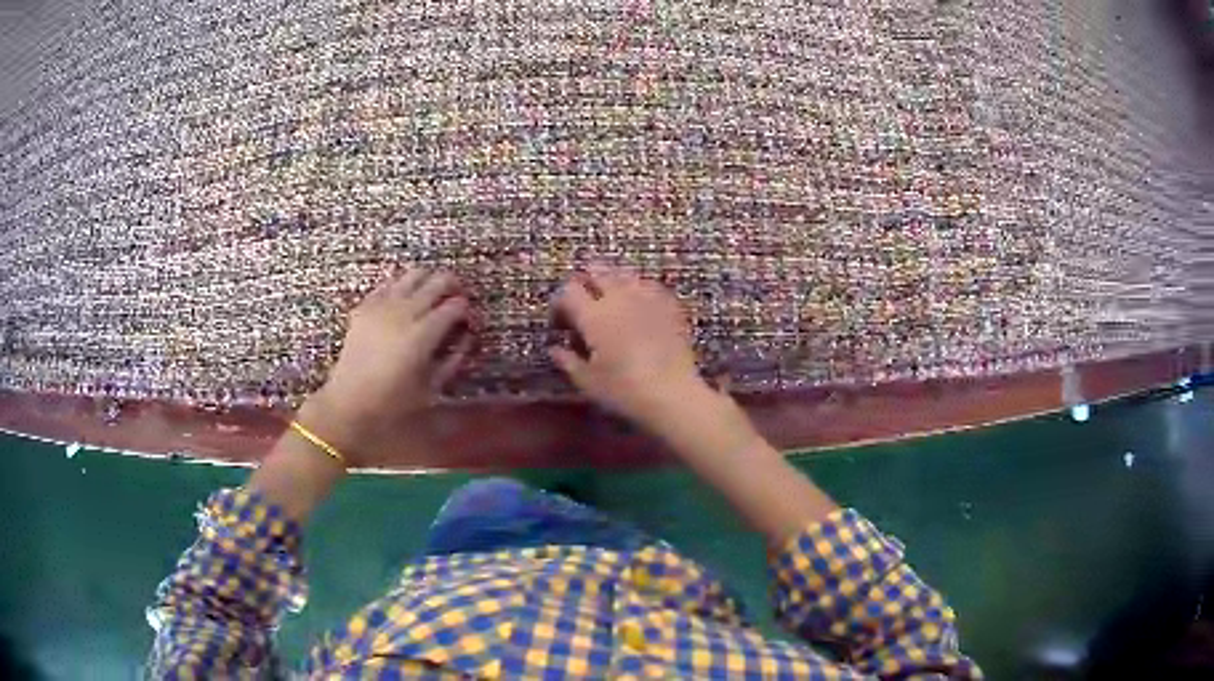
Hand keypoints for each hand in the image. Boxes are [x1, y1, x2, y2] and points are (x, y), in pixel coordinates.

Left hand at [298, 268, 471, 463]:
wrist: (349, 403)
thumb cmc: (394, 402)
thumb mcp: (432, 387)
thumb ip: (455, 358)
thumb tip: (468, 336)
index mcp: (423, 334)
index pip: (455, 306)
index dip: (467, 310)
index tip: (469, 321)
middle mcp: (404, 312)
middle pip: (438, 281)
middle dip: (453, 287)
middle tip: (457, 300)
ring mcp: (382, 305)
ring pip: (413, 274)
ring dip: (428, 281)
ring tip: (432, 295)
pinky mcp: (365, 306)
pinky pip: (389, 284)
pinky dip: (402, 287)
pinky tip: (404, 301)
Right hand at [550, 265, 708, 425]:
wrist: (673, 395)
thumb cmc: (623, 391)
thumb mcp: (588, 382)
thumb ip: (568, 361)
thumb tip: (556, 349)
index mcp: (593, 315)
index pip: (568, 291)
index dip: (560, 304)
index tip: (560, 324)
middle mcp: (618, 298)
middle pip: (597, 272)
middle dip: (586, 283)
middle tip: (584, 304)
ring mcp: (647, 298)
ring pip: (625, 274)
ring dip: (613, 282)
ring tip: (611, 301)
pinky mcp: (670, 306)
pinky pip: (650, 286)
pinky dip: (640, 291)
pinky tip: (640, 305)